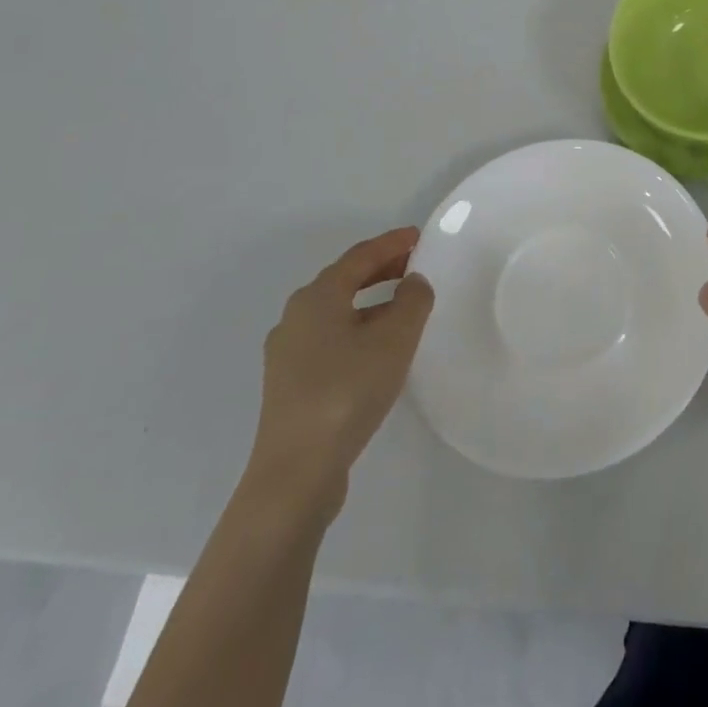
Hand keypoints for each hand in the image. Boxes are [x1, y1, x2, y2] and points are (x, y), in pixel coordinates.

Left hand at [247, 229, 433, 518]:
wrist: (296, 471)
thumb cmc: (348, 391)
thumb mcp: (395, 339)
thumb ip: (413, 301)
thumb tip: (413, 283)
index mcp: (317, 297)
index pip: (360, 256)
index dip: (392, 243)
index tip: (419, 236)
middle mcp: (296, 317)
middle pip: (344, 280)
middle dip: (381, 269)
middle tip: (415, 265)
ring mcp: (288, 352)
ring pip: (337, 311)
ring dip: (371, 301)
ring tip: (404, 305)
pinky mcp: (290, 383)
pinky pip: (330, 337)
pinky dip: (358, 328)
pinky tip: (378, 348)